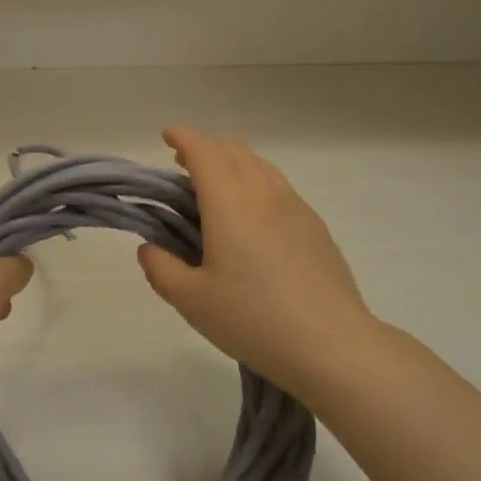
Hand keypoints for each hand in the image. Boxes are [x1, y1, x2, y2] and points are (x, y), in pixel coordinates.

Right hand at [137, 129, 371, 392]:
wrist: (331, 344)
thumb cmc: (252, 319)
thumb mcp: (191, 301)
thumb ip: (161, 268)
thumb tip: (149, 247)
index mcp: (229, 202)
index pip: (203, 150)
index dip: (182, 137)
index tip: (166, 136)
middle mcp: (263, 192)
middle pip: (233, 149)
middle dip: (205, 147)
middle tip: (183, 164)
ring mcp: (295, 206)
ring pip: (260, 165)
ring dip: (232, 163)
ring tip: (215, 189)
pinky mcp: (315, 226)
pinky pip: (279, 187)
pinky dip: (256, 183)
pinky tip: (252, 219)